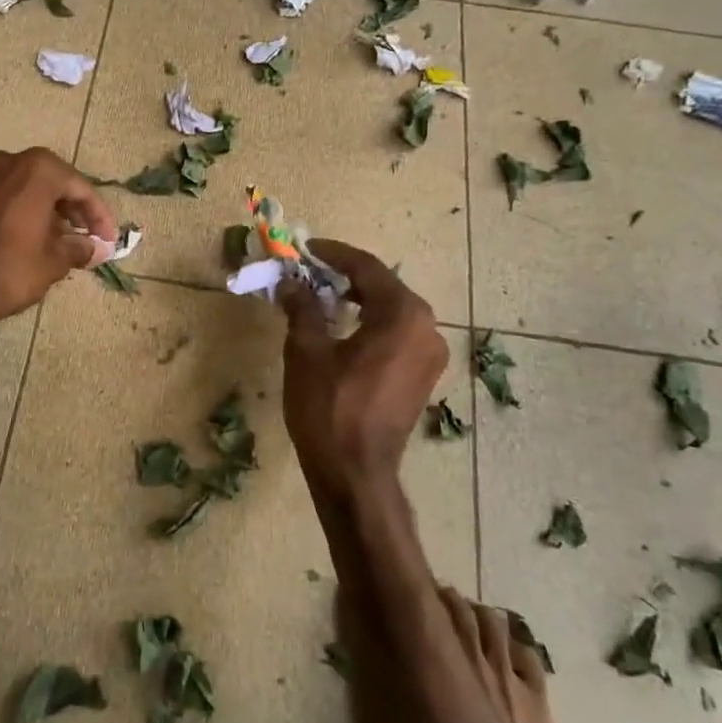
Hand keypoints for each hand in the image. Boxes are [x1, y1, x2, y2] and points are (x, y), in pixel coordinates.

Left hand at [0, 148, 117, 338]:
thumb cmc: (7, 270)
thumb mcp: (53, 262)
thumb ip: (79, 248)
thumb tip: (94, 248)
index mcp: (36, 170)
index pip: (80, 187)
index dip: (99, 216)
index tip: (109, 240)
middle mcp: (7, 161)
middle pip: (52, 181)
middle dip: (74, 210)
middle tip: (89, 238)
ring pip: (26, 187)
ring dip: (48, 210)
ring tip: (62, 241)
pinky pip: (4, 196)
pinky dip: (22, 211)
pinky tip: (31, 238)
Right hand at [280, 240, 447, 501]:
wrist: (355, 474)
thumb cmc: (329, 408)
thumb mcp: (307, 351)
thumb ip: (302, 308)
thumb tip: (291, 284)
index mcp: (403, 315)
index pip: (367, 268)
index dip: (334, 254)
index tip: (307, 248)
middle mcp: (427, 328)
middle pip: (384, 287)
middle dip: (346, 276)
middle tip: (311, 272)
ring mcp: (430, 355)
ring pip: (392, 311)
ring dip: (359, 300)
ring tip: (322, 297)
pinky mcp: (423, 376)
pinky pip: (398, 334)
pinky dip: (372, 323)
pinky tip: (344, 328)